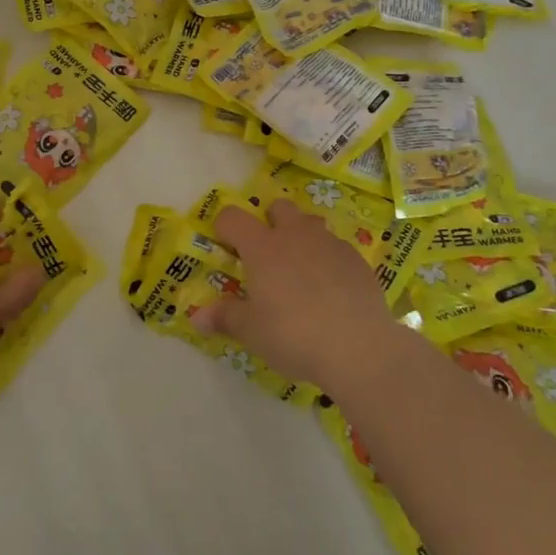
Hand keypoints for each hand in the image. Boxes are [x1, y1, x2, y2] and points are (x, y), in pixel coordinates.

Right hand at [195, 199, 401, 388]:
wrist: (359, 347)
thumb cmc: (293, 335)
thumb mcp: (251, 332)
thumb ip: (224, 317)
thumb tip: (196, 317)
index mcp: (263, 247)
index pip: (233, 217)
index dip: (224, 227)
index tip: (225, 246)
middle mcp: (295, 235)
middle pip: (278, 207)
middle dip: (269, 222)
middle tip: (266, 256)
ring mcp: (330, 243)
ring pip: (311, 223)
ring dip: (301, 236)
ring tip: (300, 269)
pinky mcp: (357, 259)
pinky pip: (336, 247)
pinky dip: (328, 259)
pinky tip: (331, 289)